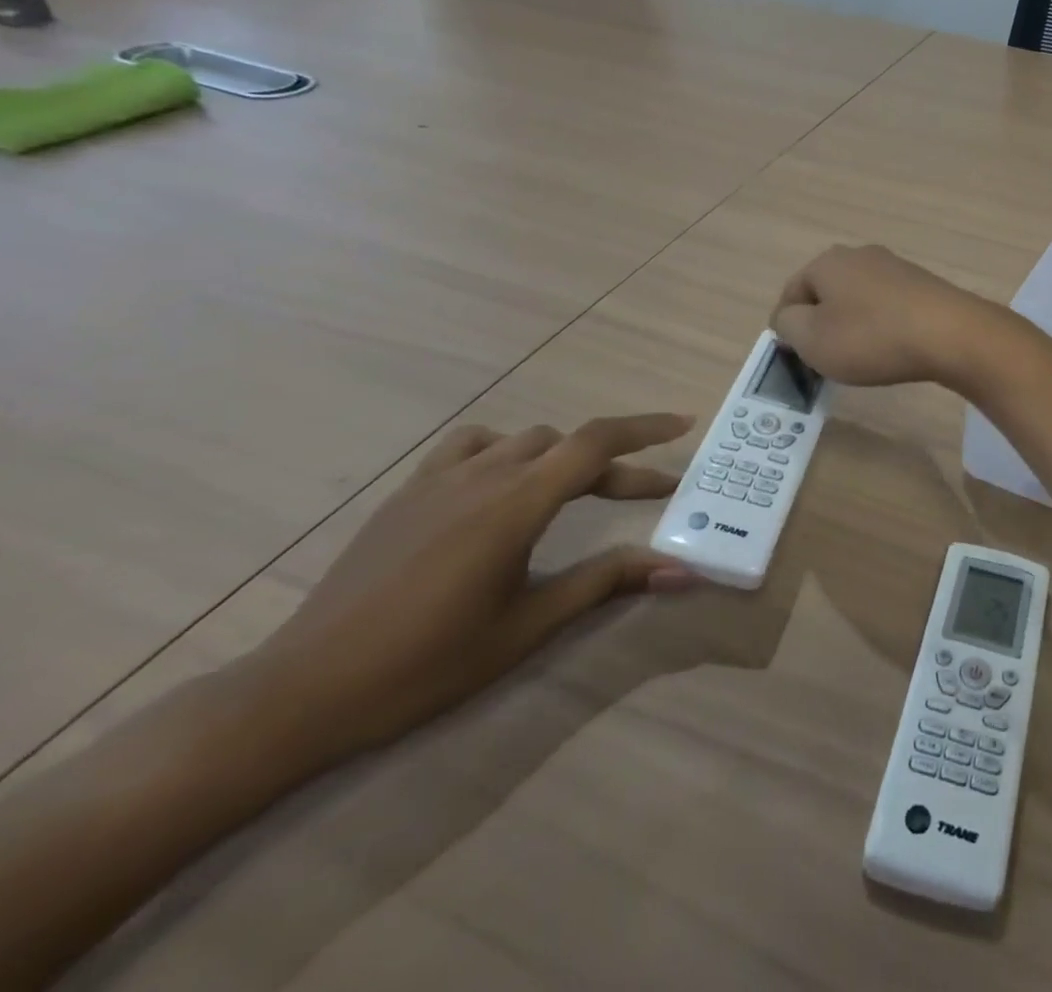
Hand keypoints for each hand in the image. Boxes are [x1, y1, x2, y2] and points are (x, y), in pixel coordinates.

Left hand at [250, 414, 698, 766]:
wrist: (303, 691)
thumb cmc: (426, 665)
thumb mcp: (528, 627)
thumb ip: (606, 583)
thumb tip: (680, 571)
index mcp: (515, 506)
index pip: (595, 444)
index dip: (646, 429)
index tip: (684, 424)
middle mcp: (483, 476)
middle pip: (568, 445)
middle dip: (616, 463)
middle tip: (650, 493)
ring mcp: (439, 479)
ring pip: (523, 439)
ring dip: (563, 456)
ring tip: (577, 491)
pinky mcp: (407, 492)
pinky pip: (471, 445)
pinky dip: (506, 450)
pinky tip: (503, 483)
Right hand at [770, 244, 1011, 389]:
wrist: (950, 334)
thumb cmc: (871, 337)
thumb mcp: (811, 339)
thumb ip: (787, 325)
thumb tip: (789, 318)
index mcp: (827, 261)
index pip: (791, 293)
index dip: (787, 328)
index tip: (796, 358)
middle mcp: (860, 255)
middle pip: (825, 293)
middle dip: (821, 325)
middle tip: (826, 359)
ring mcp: (895, 267)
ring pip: (857, 300)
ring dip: (852, 327)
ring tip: (860, 358)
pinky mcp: (923, 284)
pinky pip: (887, 307)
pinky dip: (881, 327)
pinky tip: (891, 349)